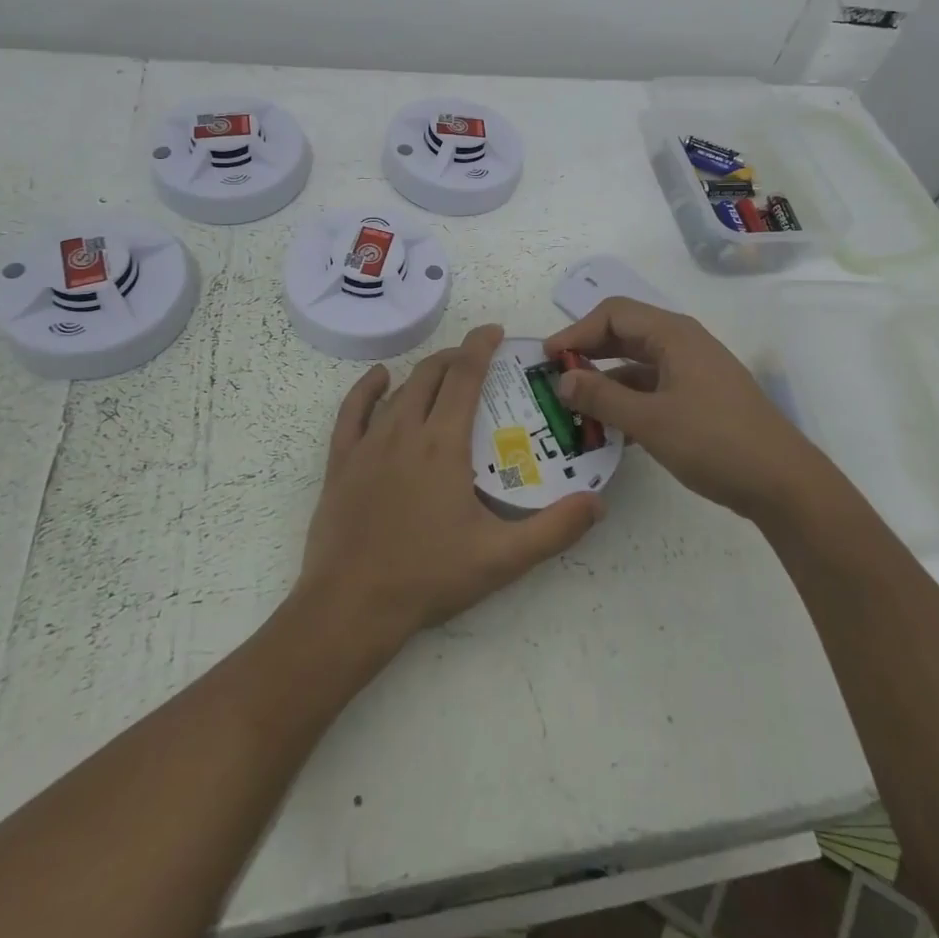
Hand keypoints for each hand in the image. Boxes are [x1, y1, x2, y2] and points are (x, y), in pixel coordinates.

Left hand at [297, 325, 604, 649]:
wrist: (350, 607)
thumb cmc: (428, 577)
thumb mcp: (501, 558)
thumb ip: (554, 530)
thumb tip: (596, 503)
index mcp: (443, 444)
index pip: (465, 376)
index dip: (480, 346)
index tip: (495, 331)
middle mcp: (405, 431)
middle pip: (432, 374)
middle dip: (457, 356)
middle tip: (479, 358)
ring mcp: (368, 444)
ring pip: (400, 390)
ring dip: (425, 373)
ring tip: (445, 373)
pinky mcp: (342, 461)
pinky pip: (353, 410)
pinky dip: (369, 388)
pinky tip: (382, 379)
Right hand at [544, 298, 824, 520]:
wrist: (783, 482)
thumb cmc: (715, 442)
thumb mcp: (650, 421)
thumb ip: (602, 398)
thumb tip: (561, 379)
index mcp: (673, 335)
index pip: (613, 314)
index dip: (577, 332)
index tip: (547, 359)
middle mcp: (683, 343)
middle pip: (625, 334)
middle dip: (588, 353)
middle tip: (555, 379)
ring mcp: (694, 370)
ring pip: (638, 364)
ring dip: (606, 381)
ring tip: (574, 407)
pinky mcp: (700, 397)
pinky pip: (653, 387)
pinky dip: (628, 400)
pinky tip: (609, 428)